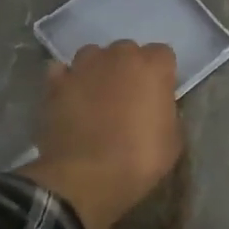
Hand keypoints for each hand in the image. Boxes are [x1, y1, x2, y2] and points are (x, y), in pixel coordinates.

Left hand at [20, 41, 181, 228]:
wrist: (87, 176)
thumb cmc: (140, 159)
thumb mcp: (173, 140)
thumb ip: (166, 112)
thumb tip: (156, 107)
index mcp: (152, 66)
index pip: (162, 54)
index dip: (160, 75)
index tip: (158, 96)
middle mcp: (118, 56)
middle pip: (127, 51)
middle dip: (129, 69)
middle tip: (128, 98)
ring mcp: (82, 66)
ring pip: (93, 56)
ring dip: (98, 71)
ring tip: (97, 97)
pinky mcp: (55, 83)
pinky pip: (63, 72)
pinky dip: (68, 80)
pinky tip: (71, 99)